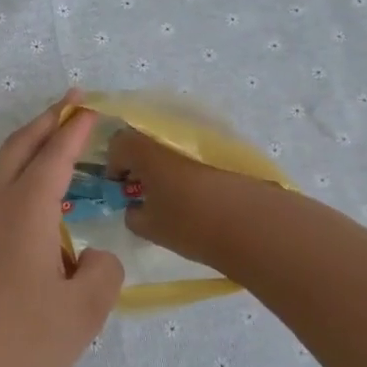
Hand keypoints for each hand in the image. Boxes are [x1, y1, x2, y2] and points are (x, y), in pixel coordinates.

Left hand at [0, 93, 124, 366]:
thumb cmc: (18, 341)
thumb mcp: (83, 313)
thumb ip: (102, 273)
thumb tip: (91, 257)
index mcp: (26, 209)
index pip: (55, 155)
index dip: (75, 129)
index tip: (89, 109)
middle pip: (18, 147)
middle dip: (45, 121)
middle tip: (68, 103)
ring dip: (26, 158)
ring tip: (53, 168)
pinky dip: (12, 194)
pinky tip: (25, 230)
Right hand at [106, 125, 249, 269]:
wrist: (253, 223)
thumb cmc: (190, 223)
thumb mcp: (150, 227)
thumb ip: (133, 216)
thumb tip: (134, 210)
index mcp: (146, 150)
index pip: (118, 143)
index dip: (114, 165)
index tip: (119, 187)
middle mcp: (170, 139)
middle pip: (145, 143)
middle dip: (139, 165)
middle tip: (142, 193)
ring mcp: (198, 144)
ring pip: (171, 150)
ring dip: (164, 169)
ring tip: (170, 199)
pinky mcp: (222, 155)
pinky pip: (194, 158)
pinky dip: (187, 173)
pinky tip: (194, 200)